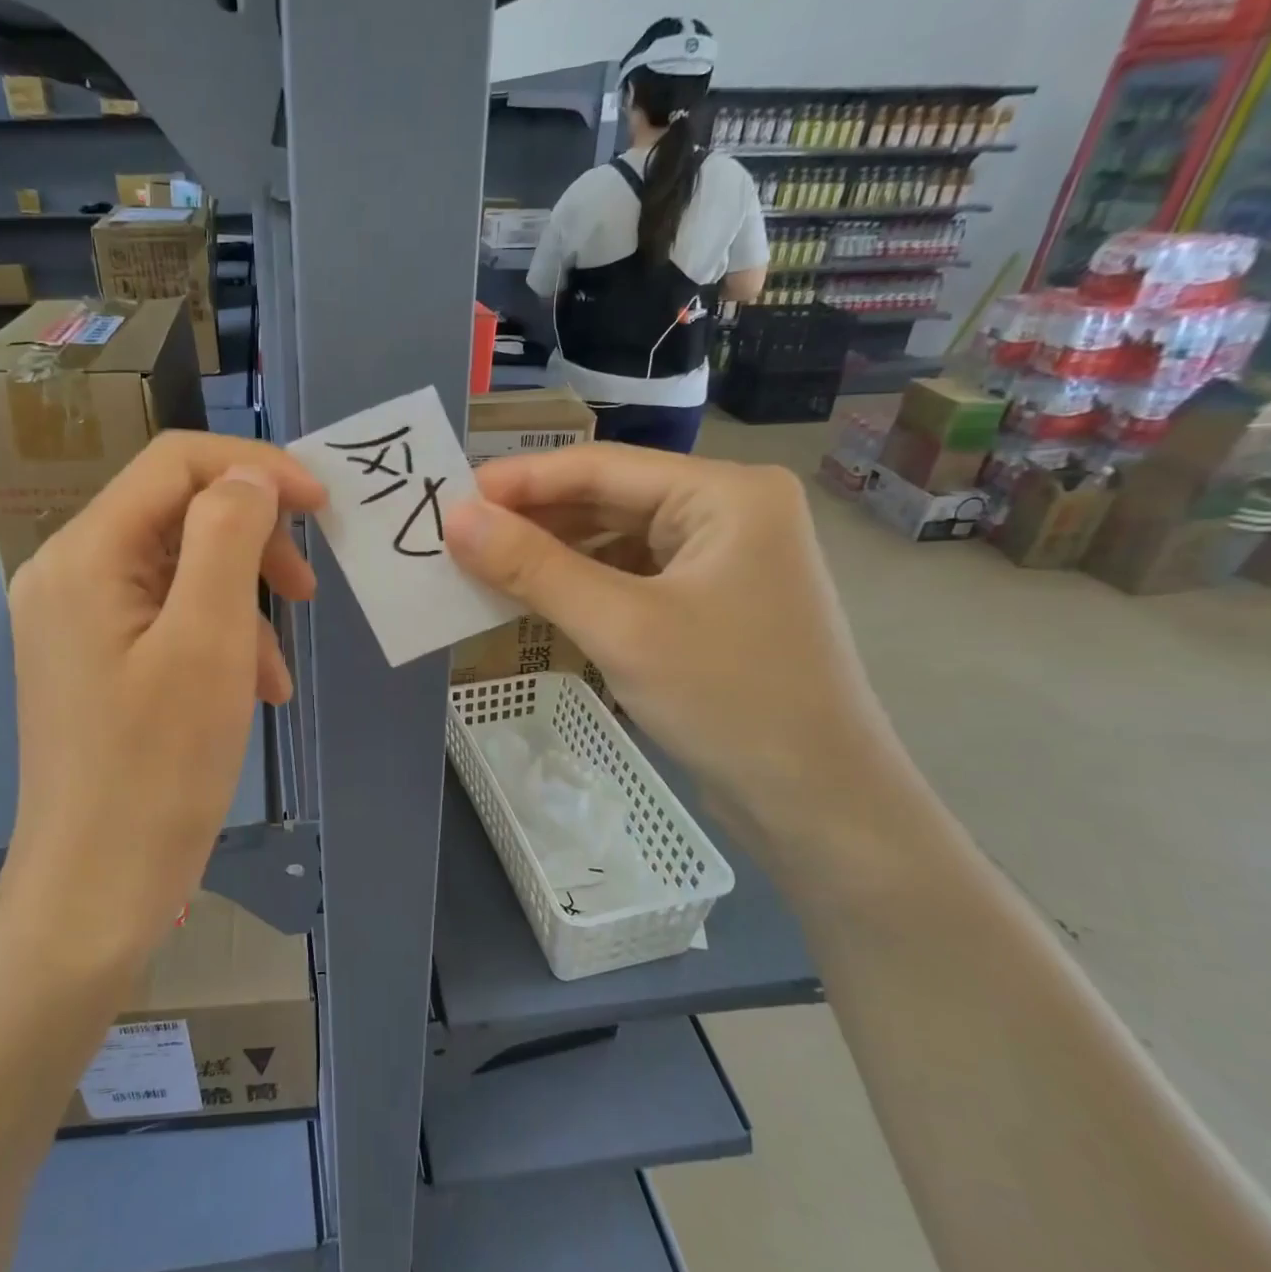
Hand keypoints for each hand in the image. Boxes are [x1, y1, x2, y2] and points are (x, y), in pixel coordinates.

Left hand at [0, 432, 325, 967]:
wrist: (96, 890)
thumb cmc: (159, 768)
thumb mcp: (209, 641)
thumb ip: (228, 536)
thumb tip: (249, 476)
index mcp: (85, 555)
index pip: (175, 463)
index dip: (257, 468)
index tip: (324, 505)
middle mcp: (67, 573)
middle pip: (177, 513)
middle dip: (253, 542)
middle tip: (307, 589)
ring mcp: (76, 619)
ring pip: (179, 570)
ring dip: (242, 602)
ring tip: (274, 671)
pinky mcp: (94, 659)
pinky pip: (166, 618)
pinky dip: (218, 639)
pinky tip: (252, 692)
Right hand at [446, 444, 916, 883]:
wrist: (820, 805)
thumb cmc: (728, 699)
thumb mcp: (620, 626)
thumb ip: (534, 567)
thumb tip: (455, 519)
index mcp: (726, 492)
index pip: (602, 466)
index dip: (520, 480)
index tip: (450, 497)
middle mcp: (728, 512)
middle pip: (609, 500)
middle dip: (534, 520)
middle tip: (458, 537)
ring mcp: (722, 560)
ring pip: (616, 541)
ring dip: (553, 555)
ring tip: (484, 566)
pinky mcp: (710, 604)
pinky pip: (630, 578)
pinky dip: (582, 587)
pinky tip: (537, 599)